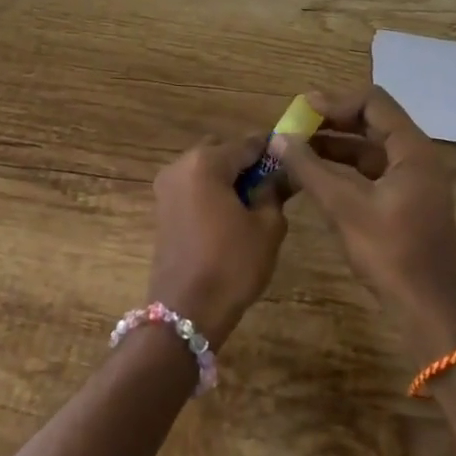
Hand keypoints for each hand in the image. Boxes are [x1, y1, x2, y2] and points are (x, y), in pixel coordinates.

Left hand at [147, 135, 288, 349]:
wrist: (186, 311)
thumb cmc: (232, 264)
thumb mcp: (267, 227)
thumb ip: (274, 191)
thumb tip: (282, 173)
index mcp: (206, 162)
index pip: (247, 143)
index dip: (271, 150)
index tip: (293, 159)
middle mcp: (180, 165)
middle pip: (221, 150)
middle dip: (246, 163)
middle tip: (272, 185)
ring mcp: (166, 187)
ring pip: (205, 168)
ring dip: (228, 178)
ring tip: (253, 203)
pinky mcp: (162, 208)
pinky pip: (193, 187)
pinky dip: (212, 192)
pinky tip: (231, 216)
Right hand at [274, 86, 455, 359]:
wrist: (428, 309)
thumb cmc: (391, 253)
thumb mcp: (345, 207)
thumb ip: (310, 169)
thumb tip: (278, 139)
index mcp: (412, 150)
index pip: (373, 103)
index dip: (335, 102)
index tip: (301, 110)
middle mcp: (416, 157)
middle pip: (371, 123)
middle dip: (331, 122)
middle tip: (293, 127)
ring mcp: (412, 181)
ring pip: (369, 149)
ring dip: (334, 145)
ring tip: (296, 149)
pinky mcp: (403, 202)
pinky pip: (370, 172)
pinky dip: (343, 168)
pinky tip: (314, 176)